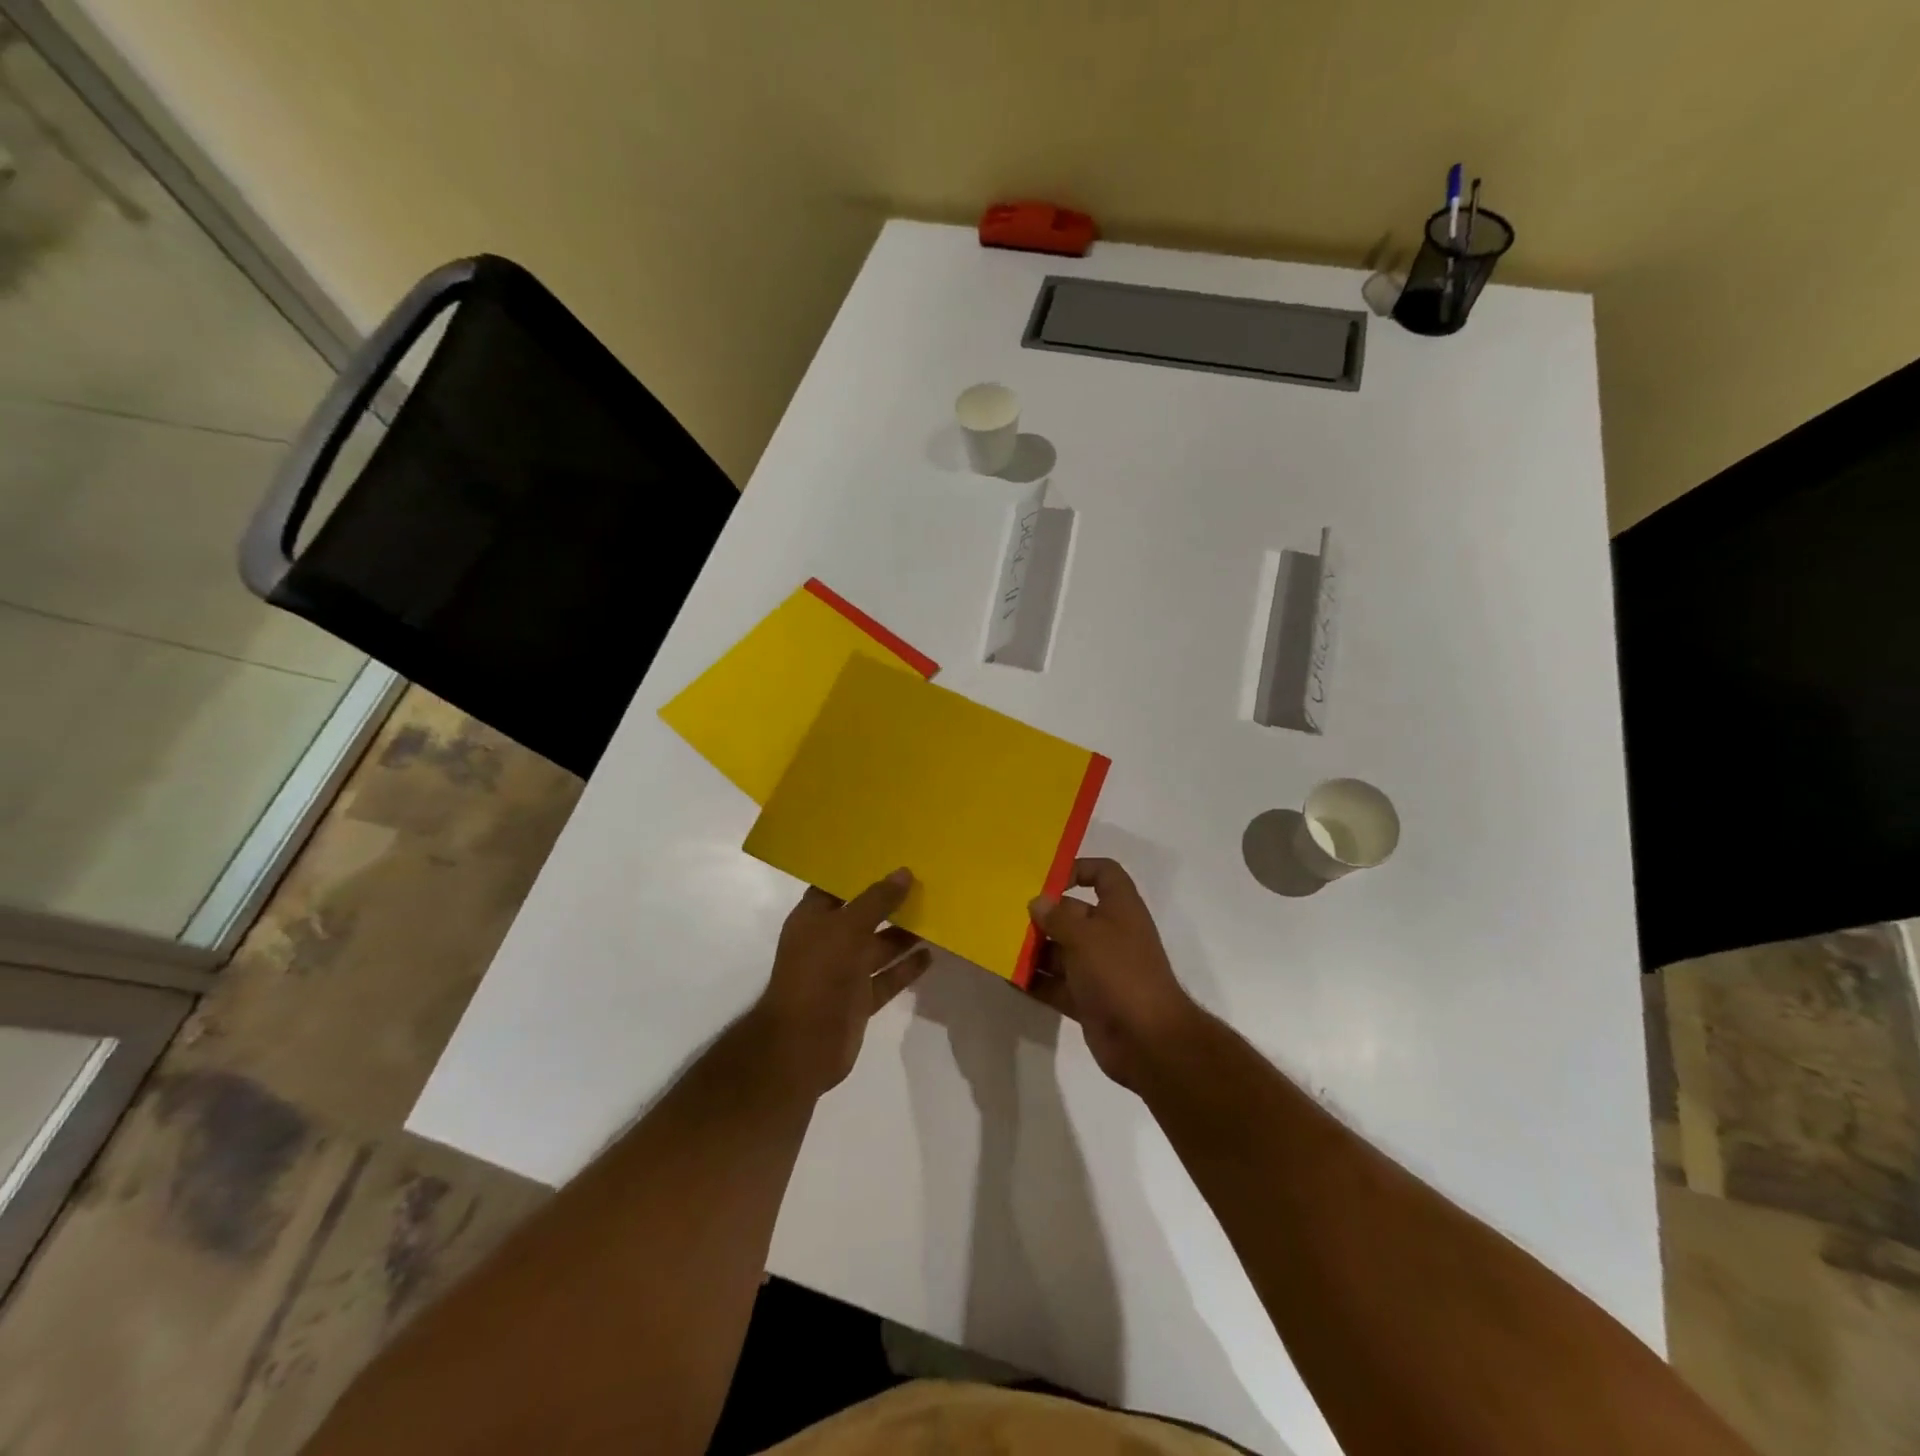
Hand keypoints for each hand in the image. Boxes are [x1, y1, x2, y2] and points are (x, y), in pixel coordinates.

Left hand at [749, 870, 931, 1096]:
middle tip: (926, 880)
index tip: (894, 854)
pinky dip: (907, 967)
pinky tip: (931, 954)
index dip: (862, 871)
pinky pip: (888, 977)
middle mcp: (828, 941)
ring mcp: (844, 972)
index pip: (837, 886)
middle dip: (890, 901)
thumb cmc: (818, 974)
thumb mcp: (848, 927)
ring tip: (937, 913)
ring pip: (878, 946)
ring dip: (904, 933)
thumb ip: (877, 900)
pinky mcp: (860, 999)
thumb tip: (904, 872)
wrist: (802, 1045)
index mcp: (813, 918)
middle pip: (863, 915)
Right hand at [1026, 858, 1204, 1090]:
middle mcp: (1110, 935)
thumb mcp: (1086, 937)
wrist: (1148, 1042)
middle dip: (1042, 915)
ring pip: (1061, 951)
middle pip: (1073, 914)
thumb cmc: (1120, 974)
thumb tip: (1037, 902)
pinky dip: (1035, 982)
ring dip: (1034, 950)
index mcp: (1120, 909)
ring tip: (999, 947)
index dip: (1078, 868)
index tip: (1045, 879)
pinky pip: (1056, 984)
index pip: (1104, 874)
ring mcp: (1099, 969)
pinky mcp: (1088, 1000)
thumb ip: (1058, 917)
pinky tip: (1008, 979)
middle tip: (1006, 916)